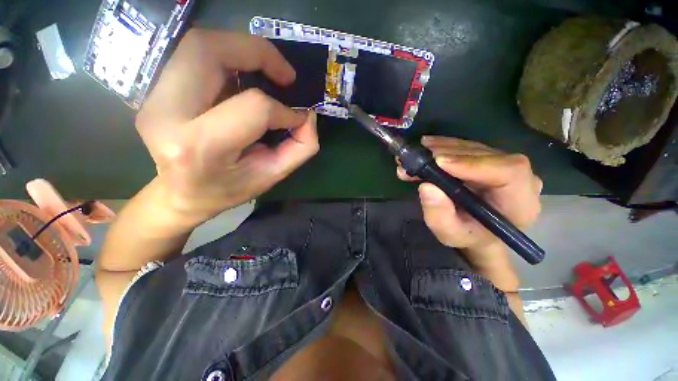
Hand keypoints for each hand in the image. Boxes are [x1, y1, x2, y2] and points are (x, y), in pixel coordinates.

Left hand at [136, 30, 318, 221]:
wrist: (182, 194)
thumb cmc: (228, 189)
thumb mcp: (272, 177)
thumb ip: (300, 148)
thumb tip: (307, 116)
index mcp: (200, 145)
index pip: (252, 107)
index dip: (282, 109)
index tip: (296, 117)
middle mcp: (167, 113)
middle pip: (209, 50)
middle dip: (257, 52)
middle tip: (285, 75)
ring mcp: (155, 97)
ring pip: (199, 45)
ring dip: (242, 50)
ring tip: (268, 71)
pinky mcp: (155, 91)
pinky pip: (194, 56)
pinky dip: (227, 58)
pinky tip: (244, 77)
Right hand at [398, 136, 541, 267]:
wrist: (478, 232)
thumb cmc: (468, 236)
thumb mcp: (450, 234)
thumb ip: (440, 216)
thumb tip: (426, 187)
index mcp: (519, 203)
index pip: (509, 172)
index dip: (473, 163)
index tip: (439, 162)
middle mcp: (519, 178)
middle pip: (487, 155)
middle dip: (448, 154)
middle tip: (417, 157)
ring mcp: (504, 165)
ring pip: (474, 148)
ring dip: (442, 148)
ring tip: (415, 152)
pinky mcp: (489, 159)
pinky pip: (467, 147)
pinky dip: (444, 146)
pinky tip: (426, 145)